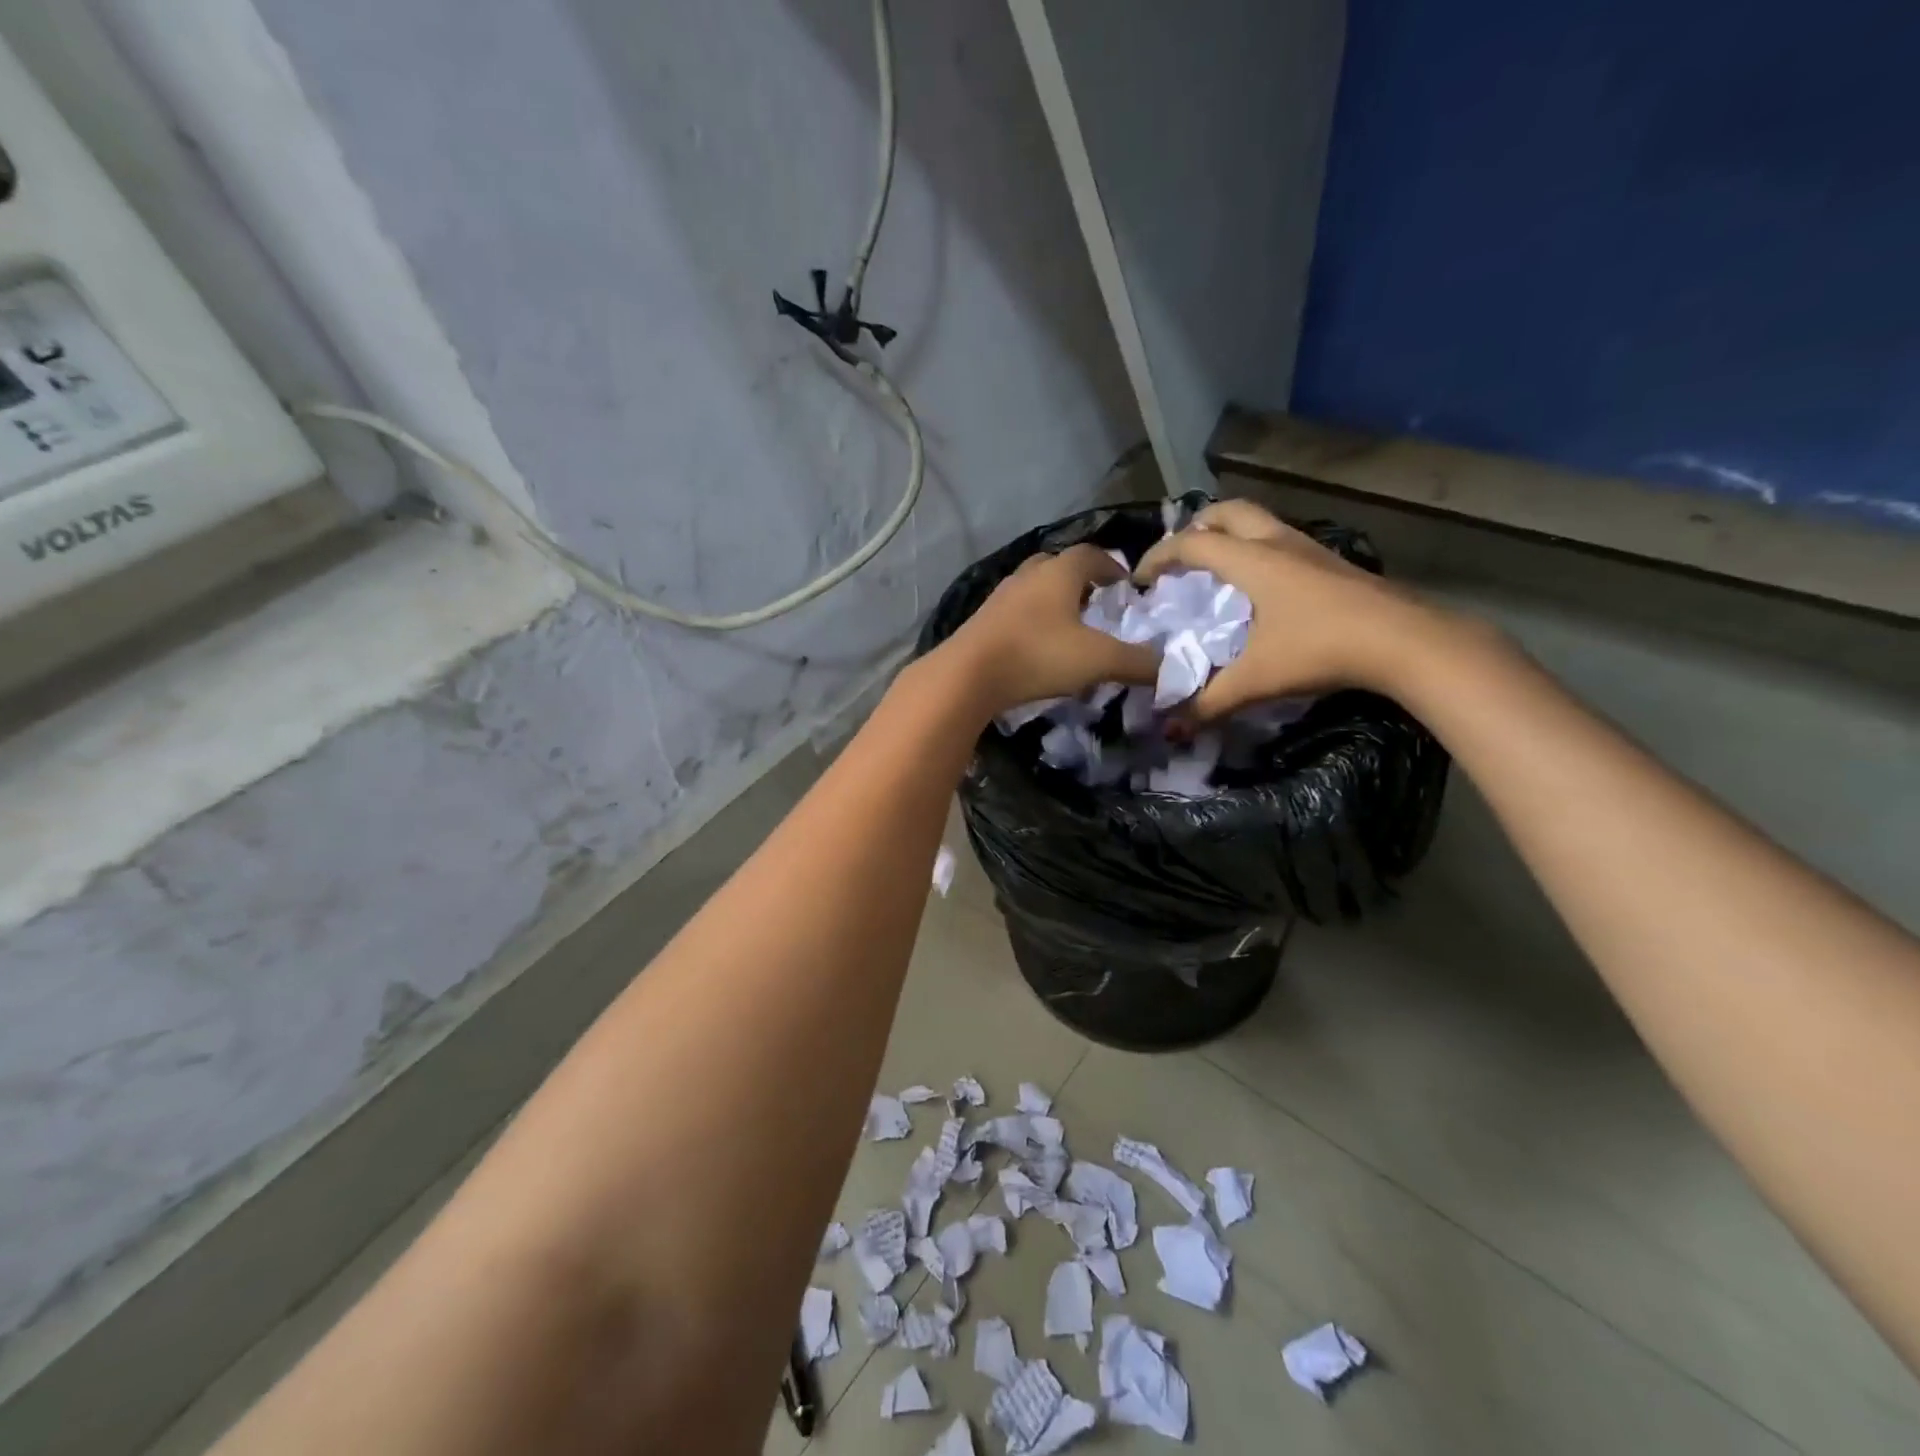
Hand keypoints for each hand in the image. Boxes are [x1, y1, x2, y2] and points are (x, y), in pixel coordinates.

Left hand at [938, 544, 1158, 715]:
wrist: (966, 676)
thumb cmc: (1037, 656)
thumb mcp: (1097, 660)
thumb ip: (1137, 663)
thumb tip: (1170, 669)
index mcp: (1058, 572)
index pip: (1091, 554)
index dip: (1112, 566)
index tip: (1125, 585)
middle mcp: (1027, 576)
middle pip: (1058, 566)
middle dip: (1080, 580)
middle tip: (1097, 603)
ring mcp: (1000, 597)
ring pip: (1033, 589)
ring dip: (1053, 601)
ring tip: (1069, 626)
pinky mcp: (981, 622)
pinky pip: (1015, 613)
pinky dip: (1032, 621)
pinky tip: (1037, 646)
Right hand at [1136, 500, 1458, 716]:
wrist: (1406, 642)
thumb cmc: (1321, 648)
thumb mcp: (1257, 680)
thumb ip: (1210, 702)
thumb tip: (1172, 728)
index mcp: (1252, 560)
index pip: (1192, 544)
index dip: (1158, 557)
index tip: (1140, 581)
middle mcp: (1278, 543)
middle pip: (1227, 512)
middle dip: (1195, 528)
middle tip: (1179, 558)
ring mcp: (1310, 550)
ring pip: (1259, 523)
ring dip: (1230, 536)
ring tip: (1215, 570)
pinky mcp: (1332, 565)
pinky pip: (1281, 542)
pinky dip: (1257, 551)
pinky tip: (1260, 589)